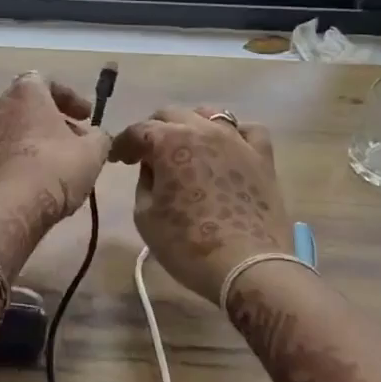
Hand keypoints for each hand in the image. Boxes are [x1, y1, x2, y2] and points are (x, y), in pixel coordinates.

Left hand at [0, 72, 111, 233]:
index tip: (87, 116)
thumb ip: (98, 137)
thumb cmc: (54, 168)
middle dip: (50, 121)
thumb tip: (96, 137)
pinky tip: (31, 182)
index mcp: (25, 93)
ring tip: (53, 164)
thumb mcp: (92, 152)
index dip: (70, 98)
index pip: (46, 81)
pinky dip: (15, 160)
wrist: (7, 208)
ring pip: (10, 130)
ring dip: (31, 141)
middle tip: (72, 140)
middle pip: (26, 106)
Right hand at [110, 106, 293, 303]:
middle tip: (147, 155)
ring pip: (210, 115)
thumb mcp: (145, 216)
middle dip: (154, 130)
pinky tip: (228, 148)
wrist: (247, 266)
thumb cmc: (188, 244)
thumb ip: (145, 183)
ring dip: (190, 125)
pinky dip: (234, 134)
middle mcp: (203, 130)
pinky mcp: (263, 157)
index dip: (123, 144)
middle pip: (172, 114)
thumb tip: (153, 168)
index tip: (118, 159)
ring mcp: (237, 141)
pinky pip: (249, 130)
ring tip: (186, 147)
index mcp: (169, 142)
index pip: (138, 130)